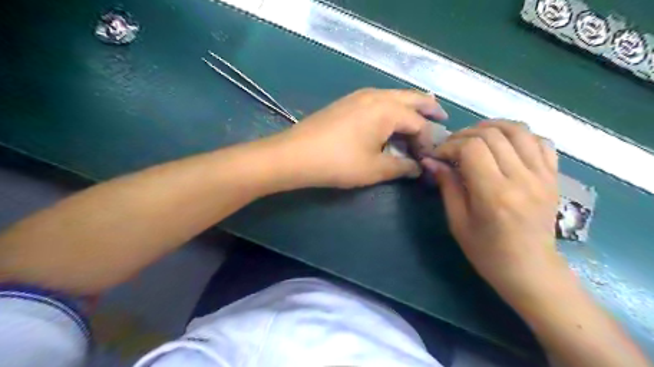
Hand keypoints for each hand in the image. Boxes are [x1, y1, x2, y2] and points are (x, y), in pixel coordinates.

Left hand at [268, 88, 447, 187]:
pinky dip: (392, 108)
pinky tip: (391, 119)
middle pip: (411, 98)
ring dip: (410, 106)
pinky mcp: (347, 102)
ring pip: (394, 96)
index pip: (419, 124)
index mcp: (388, 110)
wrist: (295, 154)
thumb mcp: (374, 169)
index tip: (431, 156)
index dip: (429, 140)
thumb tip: (417, 168)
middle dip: (428, 108)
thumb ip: (401, 167)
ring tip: (421, 116)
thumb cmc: (338, 162)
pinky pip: (379, 100)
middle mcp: (377, 96)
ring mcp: (360, 96)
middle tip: (442, 118)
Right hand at [421, 119, 563, 303]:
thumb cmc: (487, 252)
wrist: (531, 270)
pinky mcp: (553, 177)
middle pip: (493, 135)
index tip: (438, 156)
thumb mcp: (458, 222)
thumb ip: (447, 186)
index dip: (450, 146)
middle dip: (465, 135)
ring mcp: (543, 176)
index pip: (472, 148)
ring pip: (518, 130)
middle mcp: (522, 179)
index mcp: (495, 194)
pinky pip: (540, 141)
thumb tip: (431, 160)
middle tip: (451, 148)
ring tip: (475, 137)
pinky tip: (504, 145)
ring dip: (492, 127)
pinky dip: (519, 135)